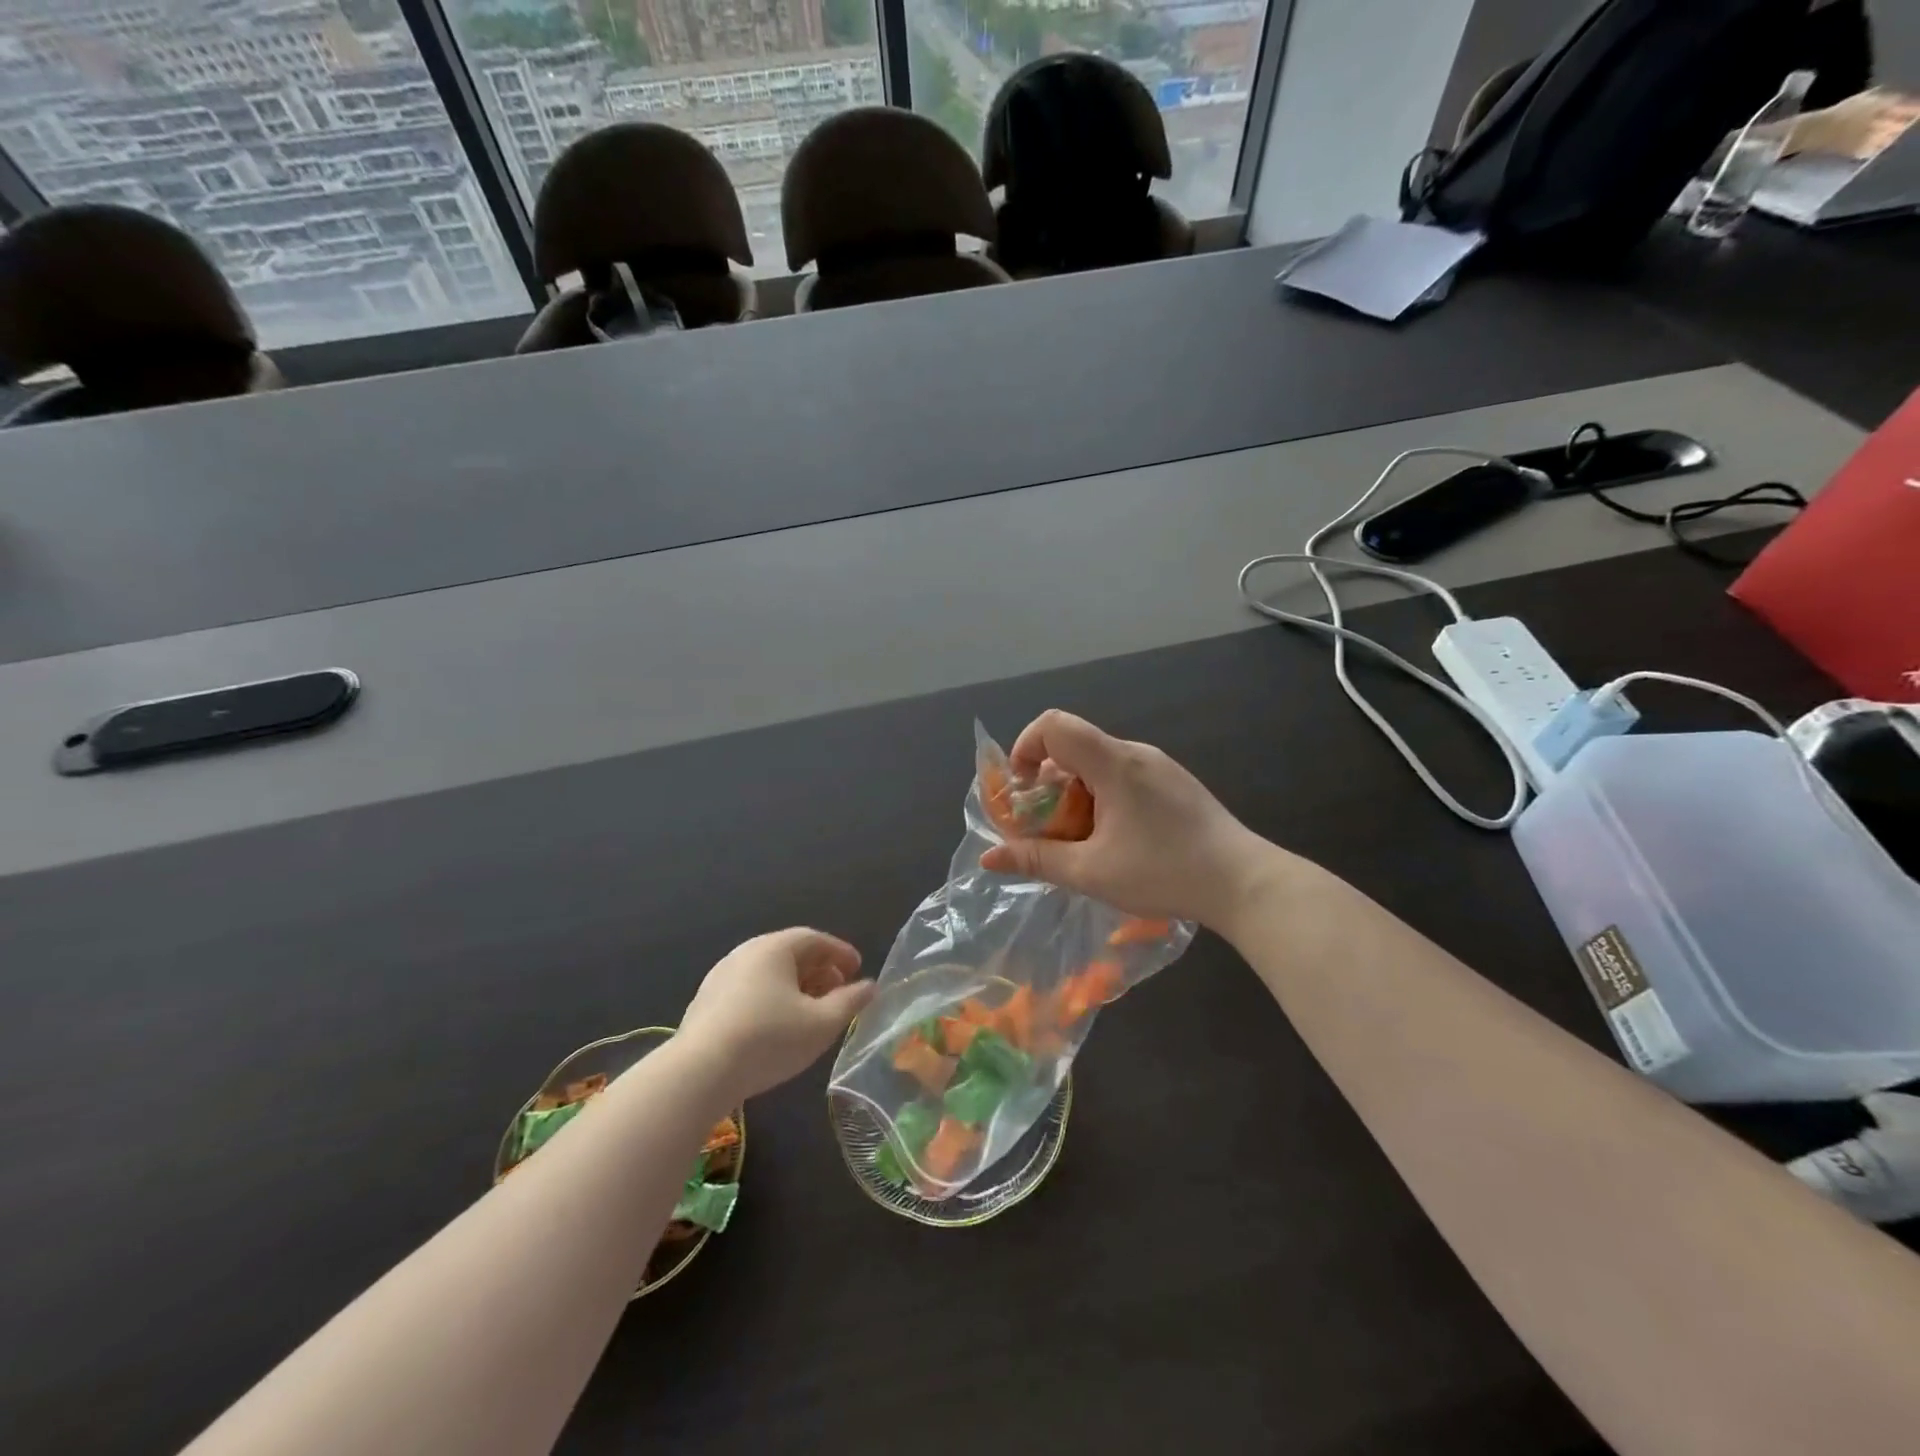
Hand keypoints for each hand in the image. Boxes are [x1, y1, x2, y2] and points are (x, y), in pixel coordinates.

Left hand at [677, 929, 874, 1101]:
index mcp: (774, 948)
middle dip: (820, 971)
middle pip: (791, 953)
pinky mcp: (706, 1002)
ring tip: (811, 1012)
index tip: (858, 969)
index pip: (815, 939)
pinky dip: (772, 998)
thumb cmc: (769, 1039)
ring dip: (796, 987)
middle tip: (839, 992)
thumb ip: (850, 1002)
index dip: (840, 953)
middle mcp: (746, 952)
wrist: (698, 1072)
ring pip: (769, 973)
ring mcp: (721, 976)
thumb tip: (869, 986)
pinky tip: (778, 1026)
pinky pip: (750, 989)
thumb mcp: (821, 1024)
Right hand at [978, 711, 1271, 928]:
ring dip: (1074, 795)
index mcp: (1113, 762)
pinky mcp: (1174, 783)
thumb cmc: (1164, 872)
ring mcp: (1158, 766)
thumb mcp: (1090, 872)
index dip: (1025, 748)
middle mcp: (1134, 753)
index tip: (1022, 791)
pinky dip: (1101, 798)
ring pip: (1098, 764)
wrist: (1243, 882)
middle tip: (1047, 830)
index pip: (1054, 724)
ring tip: (1080, 842)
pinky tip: (1114, 840)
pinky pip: (1122, 776)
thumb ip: (1036, 859)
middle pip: (1073, 747)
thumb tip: (989, 856)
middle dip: (1046, 784)